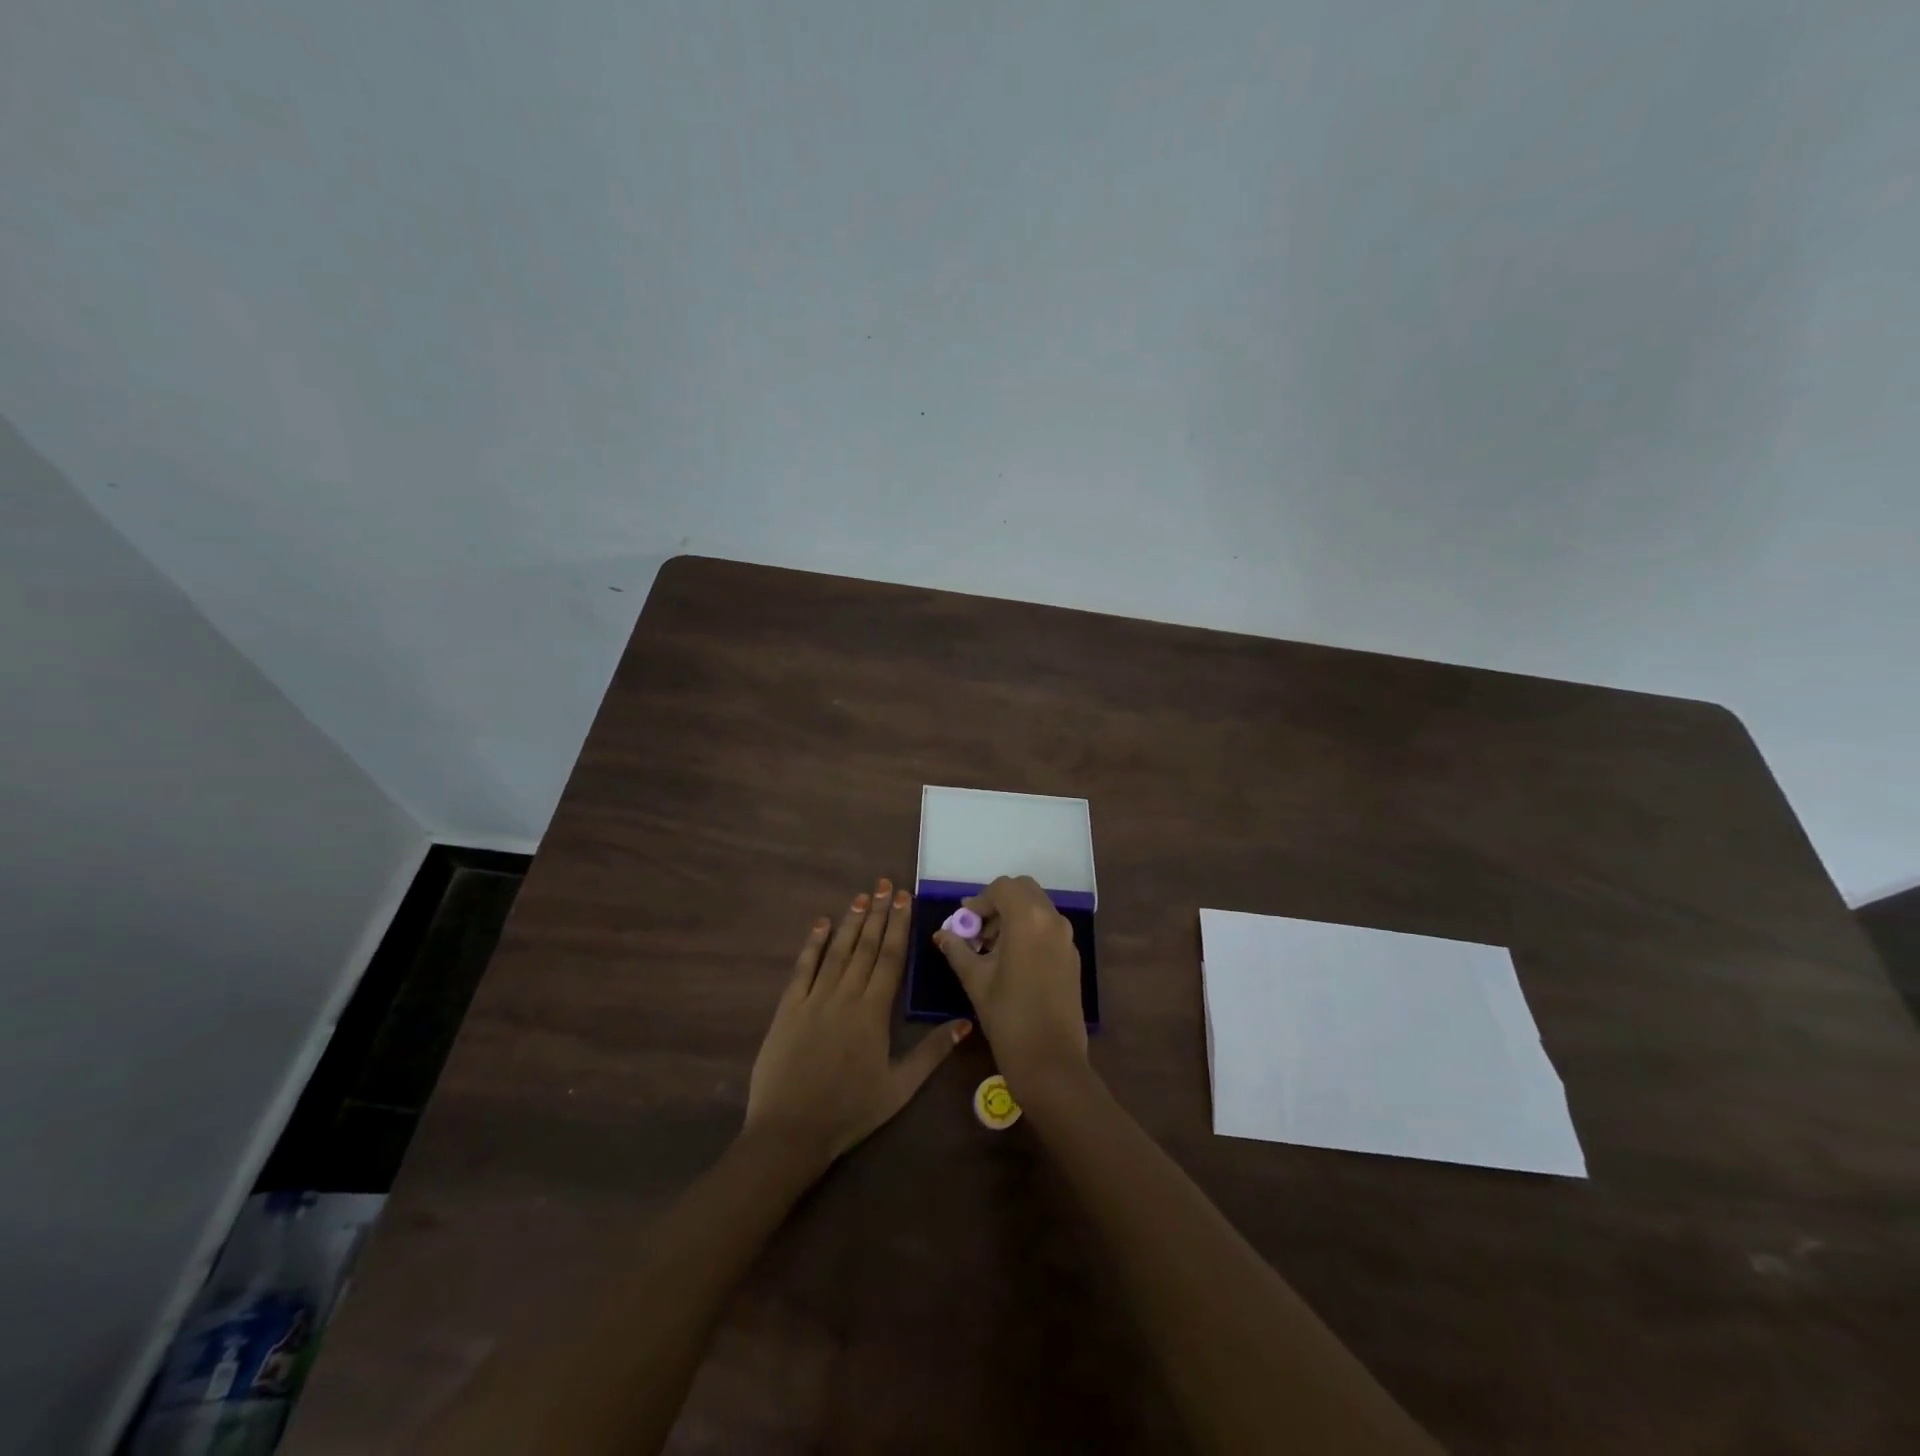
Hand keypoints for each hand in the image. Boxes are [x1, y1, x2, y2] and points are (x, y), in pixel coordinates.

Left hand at [745, 878, 970, 1166]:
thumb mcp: (899, 1088)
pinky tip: (820, 924)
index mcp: (873, 1012)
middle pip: (864, 946)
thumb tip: (965, 1023)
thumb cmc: (850, 1111)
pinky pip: (802, 969)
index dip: (897, 926)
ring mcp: (813, 999)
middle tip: (884, 884)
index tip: (903, 898)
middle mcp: (844, 996)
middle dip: (876, 913)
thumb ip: (931, 1053)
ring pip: (836, 951)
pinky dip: (812, 944)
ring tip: (861, 896)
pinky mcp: (788, 1009)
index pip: (889, 958)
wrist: (790, 1132)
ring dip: (849, 922)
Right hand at [934, 875, 1087, 1093]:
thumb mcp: (975, 979)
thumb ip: (958, 950)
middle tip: (978, 930)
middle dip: (999, 903)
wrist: (1050, 1060)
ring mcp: (1067, 938)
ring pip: (1038, 908)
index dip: (980, 900)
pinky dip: (1029, 930)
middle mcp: (1053, 920)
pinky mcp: (1072, 957)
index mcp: (1028, 919)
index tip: (964, 923)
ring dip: (1014, 916)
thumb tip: (942, 934)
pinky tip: (1012, 961)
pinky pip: (1048, 928)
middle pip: (1024, 890)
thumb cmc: (1008, 1016)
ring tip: (991, 948)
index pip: (1003, 887)